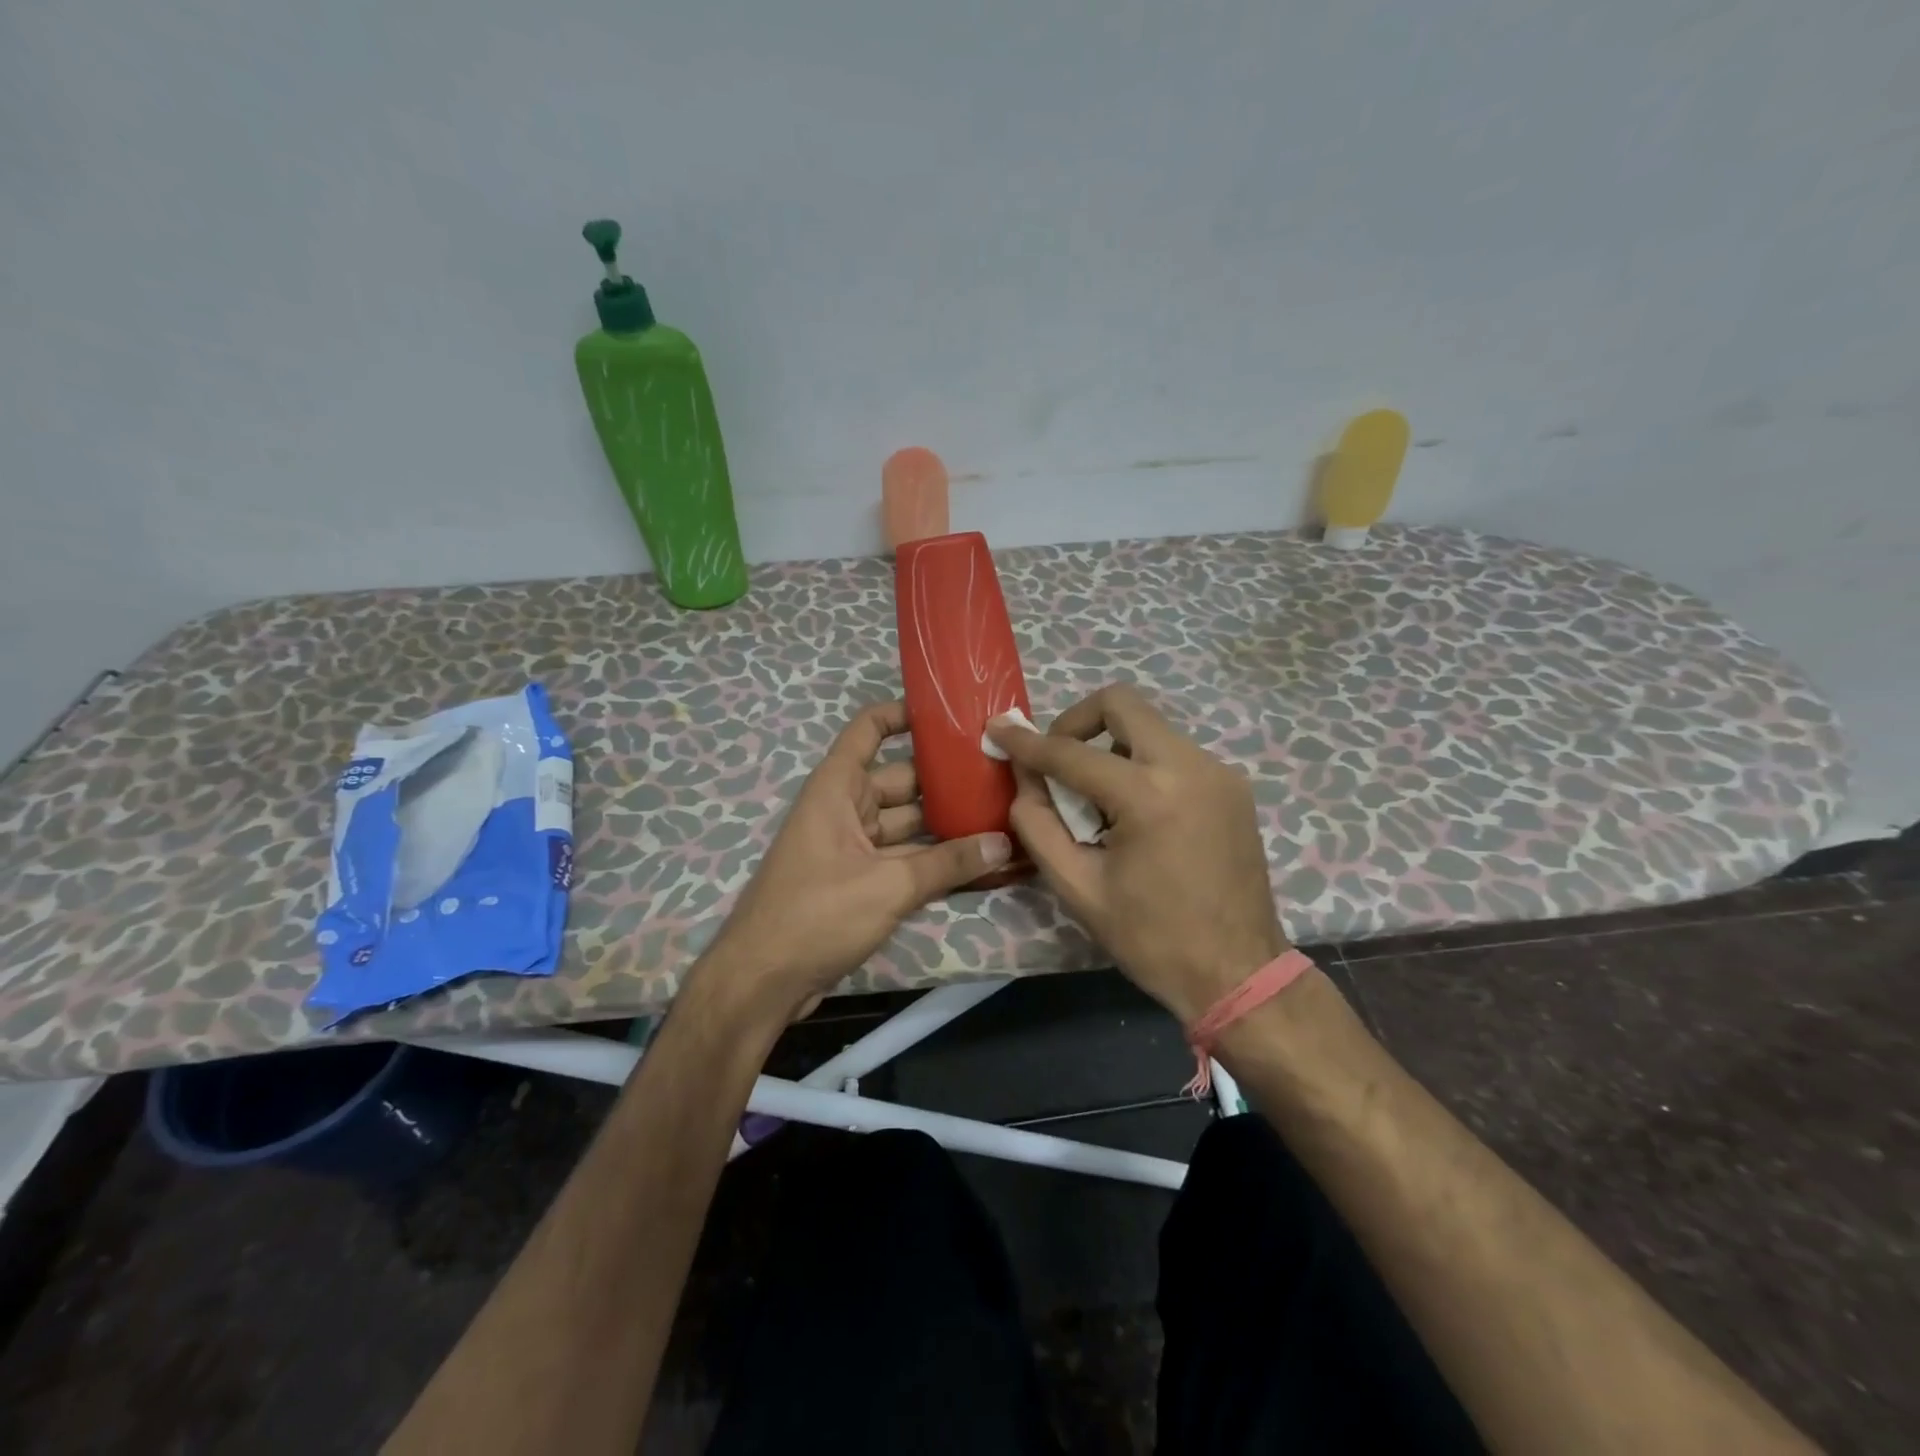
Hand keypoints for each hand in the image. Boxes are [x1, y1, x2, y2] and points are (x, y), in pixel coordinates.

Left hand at [700, 700, 1012, 1019]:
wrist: (762, 982)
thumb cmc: (816, 913)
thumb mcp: (888, 885)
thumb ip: (948, 863)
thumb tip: (1004, 843)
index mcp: (838, 788)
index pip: (869, 729)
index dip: (904, 714)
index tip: (951, 714)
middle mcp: (846, 808)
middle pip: (903, 780)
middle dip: (947, 779)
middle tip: (1002, 775)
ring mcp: (854, 847)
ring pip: (909, 824)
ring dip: (948, 826)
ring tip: (1004, 818)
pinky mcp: (861, 882)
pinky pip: (905, 860)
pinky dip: (936, 862)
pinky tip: (980, 864)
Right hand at [986, 684, 1285, 1024]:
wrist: (1238, 973)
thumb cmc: (1151, 938)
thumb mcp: (1078, 887)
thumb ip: (1038, 824)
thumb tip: (1023, 777)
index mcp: (1149, 797)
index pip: (1072, 753)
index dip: (1027, 741)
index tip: (998, 729)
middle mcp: (1190, 766)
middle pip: (1122, 704)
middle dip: (1076, 721)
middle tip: (1056, 758)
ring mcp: (1218, 772)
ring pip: (1149, 726)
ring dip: (1110, 746)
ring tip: (1096, 798)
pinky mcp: (1233, 785)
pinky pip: (1174, 752)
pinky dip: (1141, 764)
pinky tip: (1133, 811)